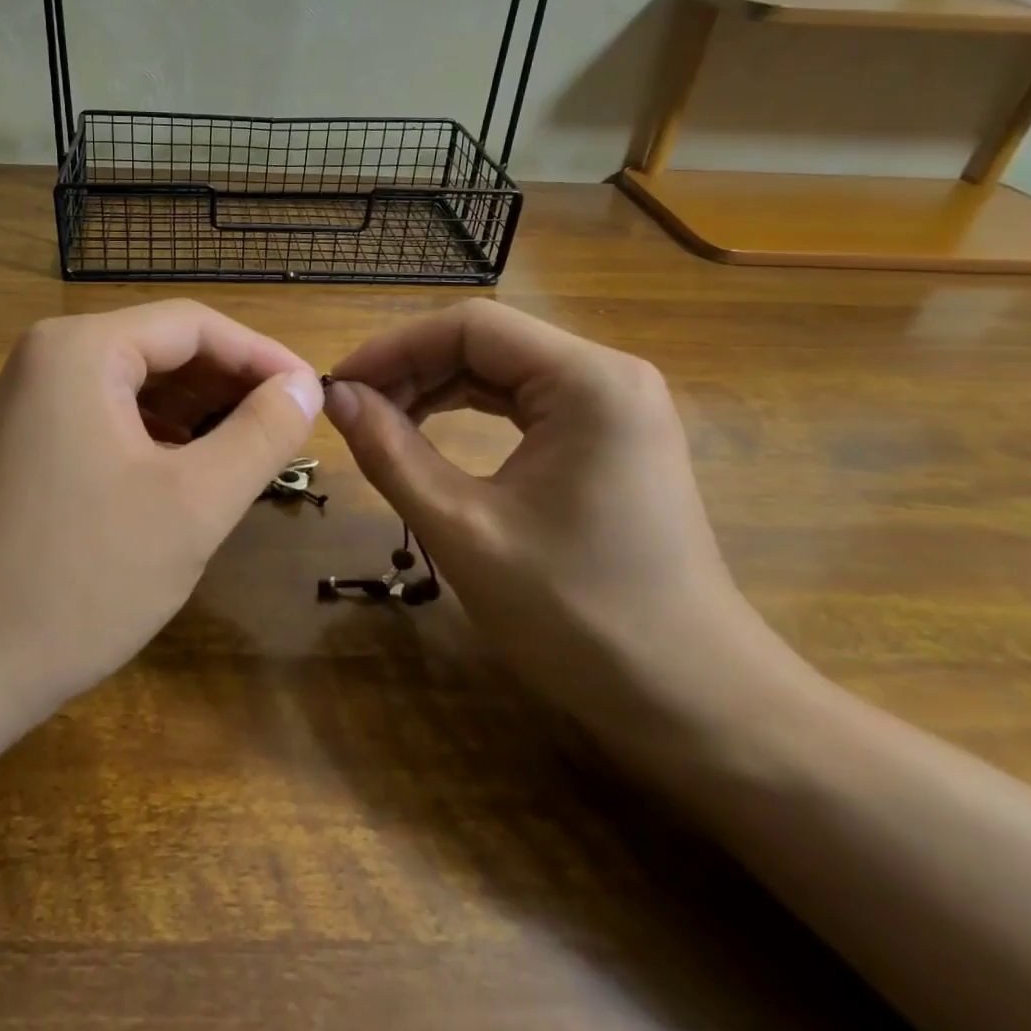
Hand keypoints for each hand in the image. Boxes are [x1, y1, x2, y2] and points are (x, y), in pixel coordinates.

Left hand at [0, 301, 322, 716]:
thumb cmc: (78, 579)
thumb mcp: (192, 505)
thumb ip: (260, 435)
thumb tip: (305, 386)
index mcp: (82, 349)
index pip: (194, 325)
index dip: (262, 357)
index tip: (314, 396)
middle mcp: (51, 358)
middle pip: (164, 349)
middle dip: (231, 386)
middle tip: (290, 431)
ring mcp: (33, 402)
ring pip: (140, 386)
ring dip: (201, 413)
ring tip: (253, 453)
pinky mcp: (29, 444)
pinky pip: (112, 419)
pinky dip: (162, 438)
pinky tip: (193, 474)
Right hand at [325, 299, 805, 762]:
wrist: (695, 703)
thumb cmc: (578, 617)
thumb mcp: (464, 530)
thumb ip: (391, 453)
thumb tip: (335, 396)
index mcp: (588, 381)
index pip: (471, 326)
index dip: (393, 347)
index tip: (338, 386)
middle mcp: (608, 375)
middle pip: (487, 342)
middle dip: (411, 369)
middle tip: (350, 410)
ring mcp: (615, 406)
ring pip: (501, 371)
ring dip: (434, 389)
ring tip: (378, 423)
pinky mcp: (610, 438)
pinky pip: (523, 403)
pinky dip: (468, 413)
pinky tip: (429, 435)